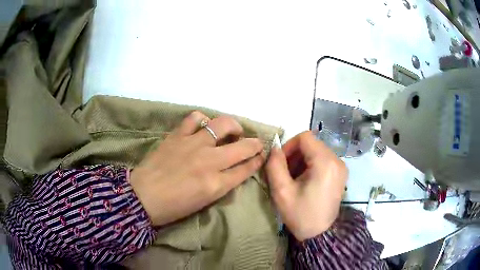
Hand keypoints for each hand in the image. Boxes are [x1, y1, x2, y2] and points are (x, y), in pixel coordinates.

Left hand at [130, 111, 264, 225]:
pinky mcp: (178, 136)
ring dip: (232, 126)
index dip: (257, 160)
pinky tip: (203, 126)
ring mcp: (193, 145)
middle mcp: (209, 161)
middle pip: (243, 146)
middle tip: (254, 142)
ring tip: (230, 130)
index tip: (262, 155)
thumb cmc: (174, 206)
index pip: (246, 169)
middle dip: (255, 143)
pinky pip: (195, 118)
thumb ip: (223, 184)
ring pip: (223, 124)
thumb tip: (234, 169)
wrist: (143, 197)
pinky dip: (203, 119)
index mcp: (216, 184)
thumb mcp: (205, 201)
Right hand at [266, 131, 347, 240]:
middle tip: (285, 173)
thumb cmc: (300, 215)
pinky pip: (323, 160)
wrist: (320, 234)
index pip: (305, 137)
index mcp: (325, 163)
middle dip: (295, 155)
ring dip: (302, 160)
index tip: (280, 162)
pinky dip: (311, 165)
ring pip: (317, 151)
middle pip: (311, 144)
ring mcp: (341, 167)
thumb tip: (274, 148)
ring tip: (294, 179)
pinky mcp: (340, 173)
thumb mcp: (282, 191)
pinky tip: (304, 181)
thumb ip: (275, 165)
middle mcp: (337, 160)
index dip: (289, 145)